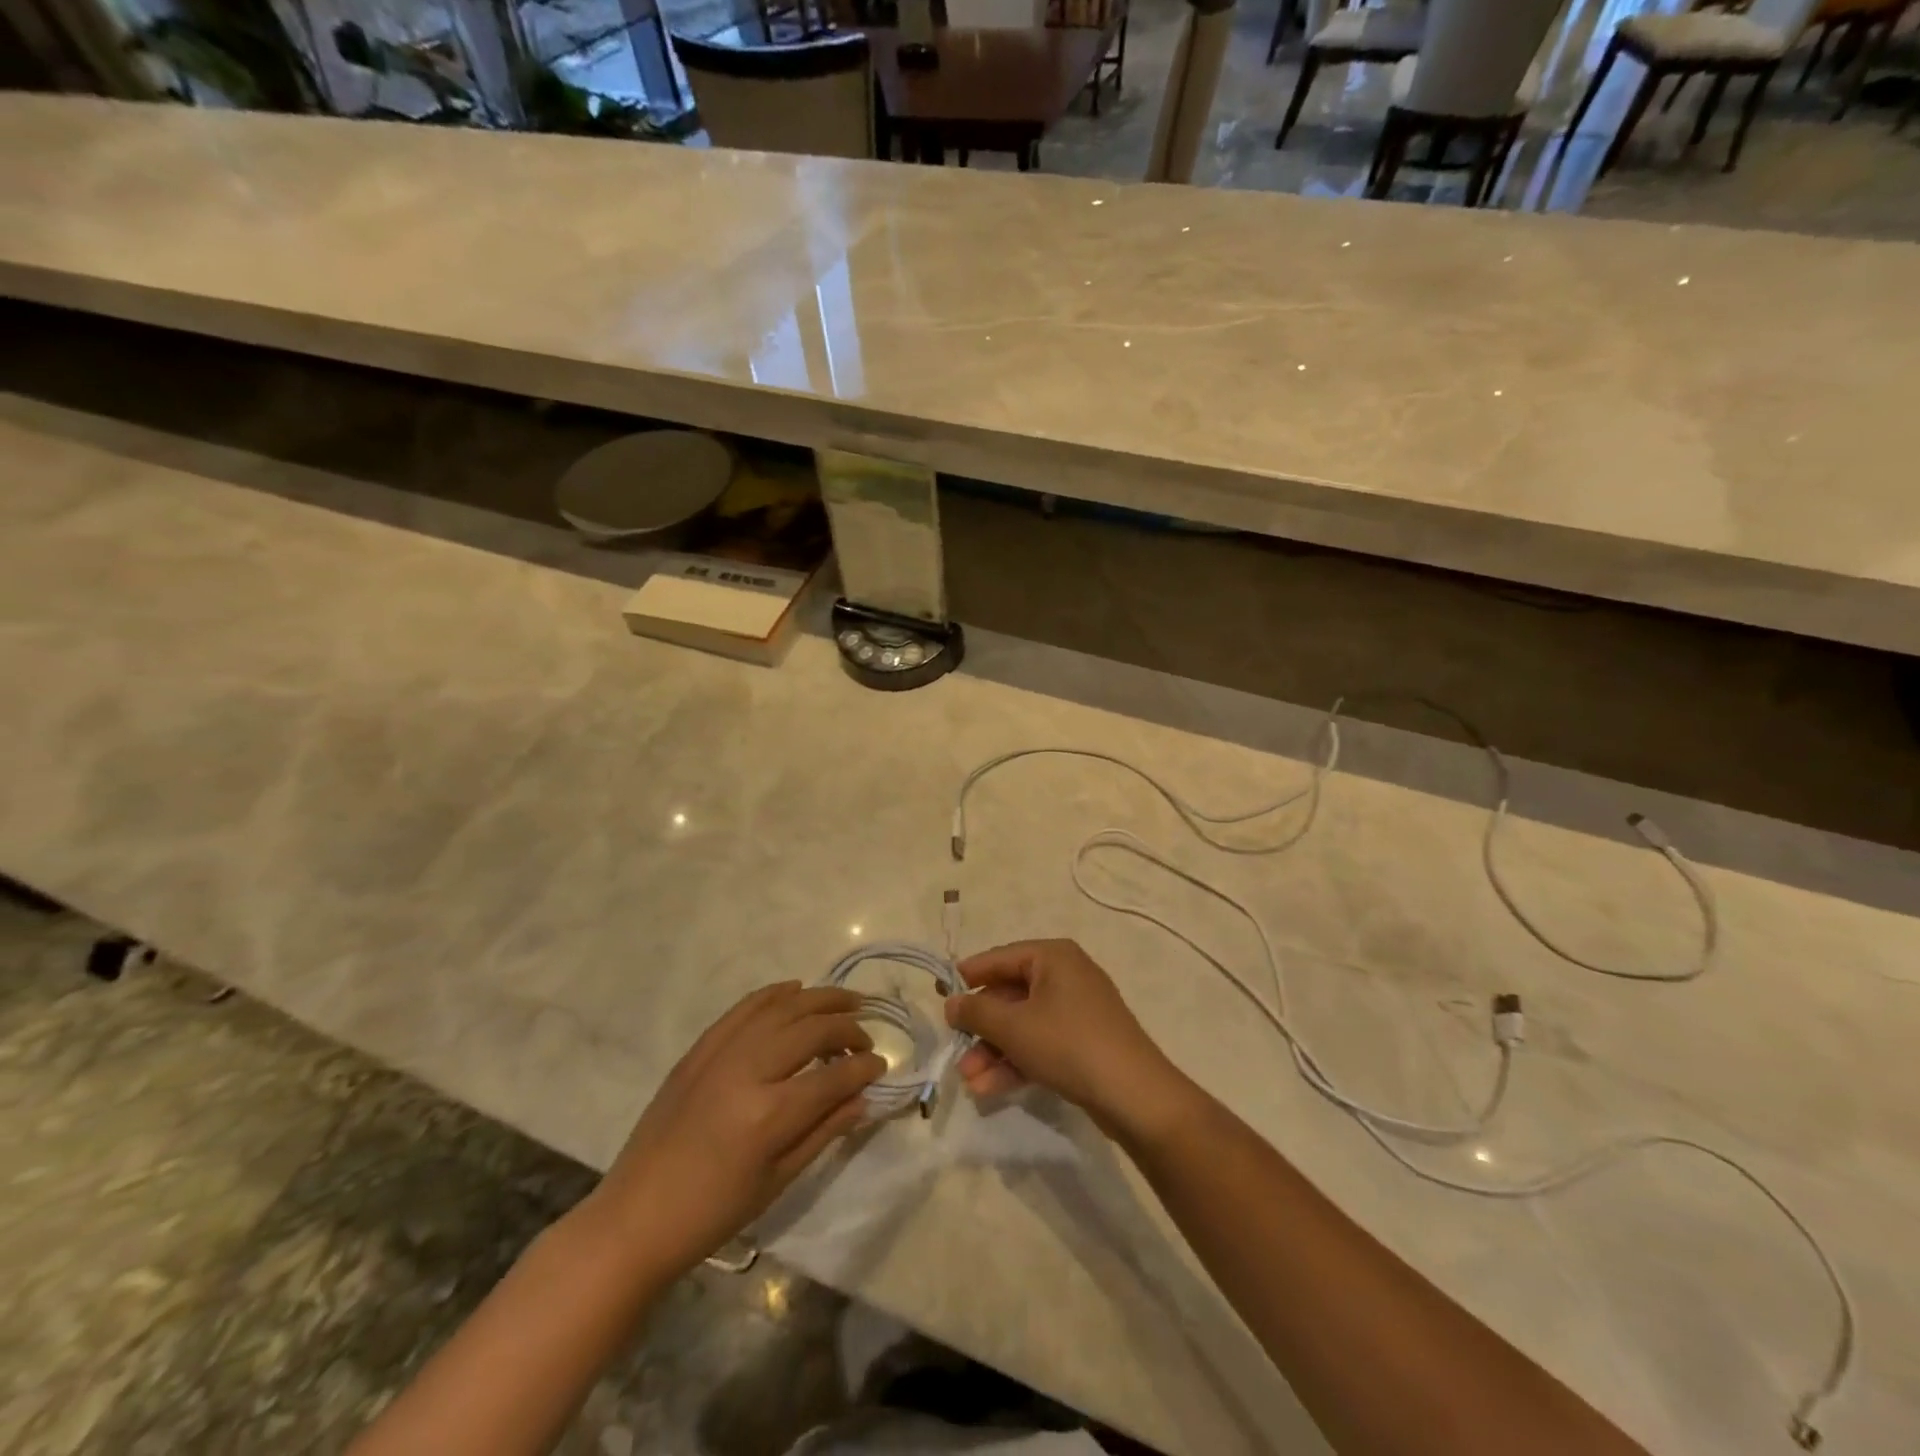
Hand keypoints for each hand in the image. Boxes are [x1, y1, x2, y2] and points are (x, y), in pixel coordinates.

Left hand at [588, 982, 883, 1278]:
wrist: (635, 1218)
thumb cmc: (712, 1213)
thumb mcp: (777, 1182)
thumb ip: (824, 1131)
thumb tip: (864, 1097)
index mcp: (768, 1115)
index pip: (833, 1076)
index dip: (863, 1068)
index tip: (880, 1066)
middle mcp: (747, 1071)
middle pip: (811, 1030)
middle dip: (848, 1029)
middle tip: (865, 1038)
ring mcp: (719, 1054)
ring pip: (781, 1008)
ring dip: (819, 999)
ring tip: (847, 1001)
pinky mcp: (699, 1049)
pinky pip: (743, 1008)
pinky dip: (773, 994)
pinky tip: (795, 989)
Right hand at [944, 939, 1191, 1141]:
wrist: (1134, 1095)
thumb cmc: (1068, 1044)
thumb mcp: (1013, 1026)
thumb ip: (976, 1011)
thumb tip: (951, 1002)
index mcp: (1053, 956)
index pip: (1000, 958)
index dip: (968, 976)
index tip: (940, 995)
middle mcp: (1066, 975)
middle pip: (1011, 994)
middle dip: (981, 1027)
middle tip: (954, 1049)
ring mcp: (1077, 1011)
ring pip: (1024, 1024)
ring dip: (994, 1050)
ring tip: (968, 1080)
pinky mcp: (1084, 1043)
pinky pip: (1041, 1044)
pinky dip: (1016, 1061)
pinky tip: (989, 1088)